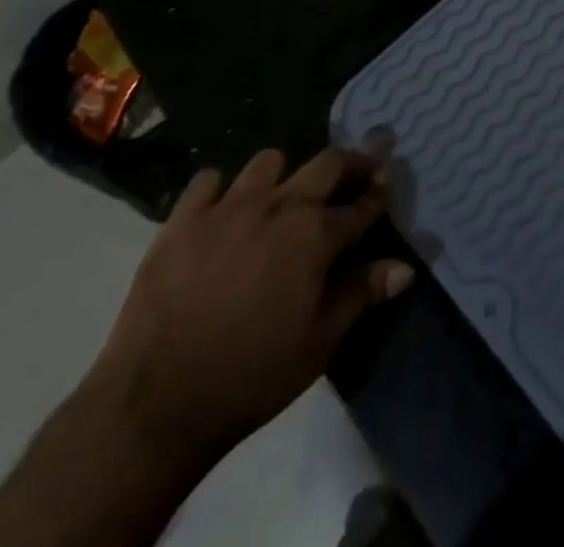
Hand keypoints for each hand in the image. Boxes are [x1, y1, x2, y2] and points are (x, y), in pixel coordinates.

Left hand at [85, 147, 413, 466]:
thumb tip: (406, 267)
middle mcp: (280, 205)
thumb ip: (362, 294)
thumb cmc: (251, 376)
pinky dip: (221, 190)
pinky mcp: (184, 217)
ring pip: (269, 161)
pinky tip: (222, 213)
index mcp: (316, 235)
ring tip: (280, 196)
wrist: (157, 401)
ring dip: (283, 175)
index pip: (362, 205)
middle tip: (357, 169)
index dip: (380, 196)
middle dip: (350, 162)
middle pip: (327, 162)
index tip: (388, 187)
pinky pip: (209, 180)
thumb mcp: (319, 343)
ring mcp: (229, 205)